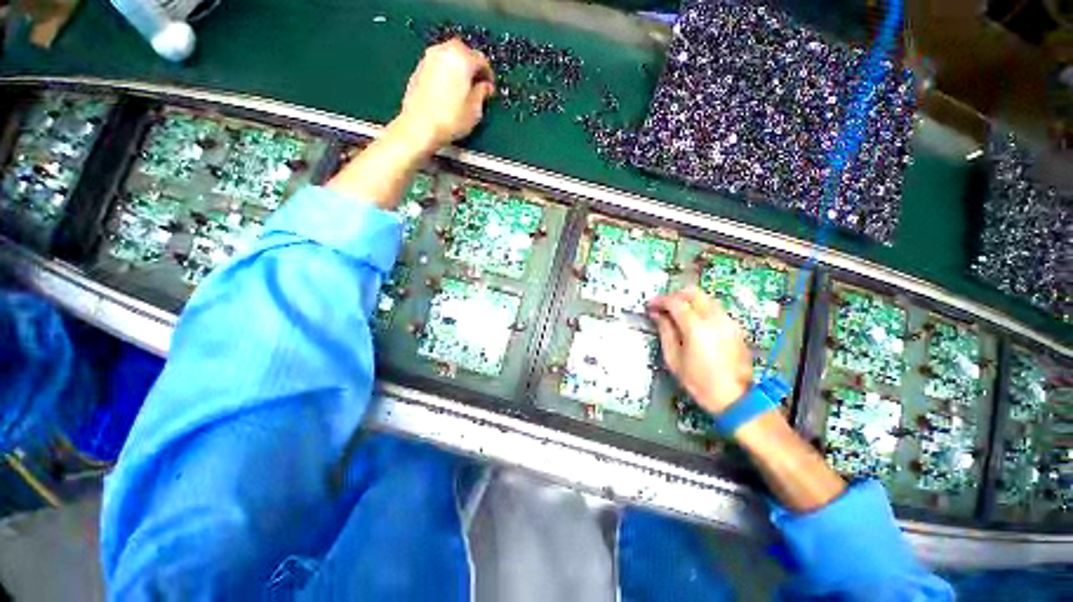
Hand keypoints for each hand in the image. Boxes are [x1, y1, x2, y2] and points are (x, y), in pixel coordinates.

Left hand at [391, 39, 494, 153]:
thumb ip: (482, 93)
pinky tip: (448, 91)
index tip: (490, 88)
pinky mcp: (418, 68)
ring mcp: (429, 58)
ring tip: (462, 88)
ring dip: (458, 68)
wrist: (419, 126)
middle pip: (463, 52)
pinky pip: (438, 65)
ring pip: (449, 57)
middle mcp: (444, 51)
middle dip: (472, 66)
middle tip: (477, 85)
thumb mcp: (475, 111)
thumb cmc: (450, 119)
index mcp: (462, 58)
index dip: (488, 75)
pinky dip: (446, 73)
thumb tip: (485, 87)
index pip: (481, 60)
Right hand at [648, 288, 753, 414]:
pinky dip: (701, 308)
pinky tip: (693, 322)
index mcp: (696, 326)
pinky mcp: (735, 327)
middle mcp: (714, 317)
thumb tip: (656, 314)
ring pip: (706, 298)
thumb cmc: (698, 381)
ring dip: (689, 301)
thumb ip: (665, 331)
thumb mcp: (673, 358)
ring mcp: (728, 321)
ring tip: (677, 314)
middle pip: (693, 292)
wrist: (734, 398)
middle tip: (664, 306)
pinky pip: (715, 308)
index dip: (660, 301)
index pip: (675, 302)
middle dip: (675, 295)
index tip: (650, 305)